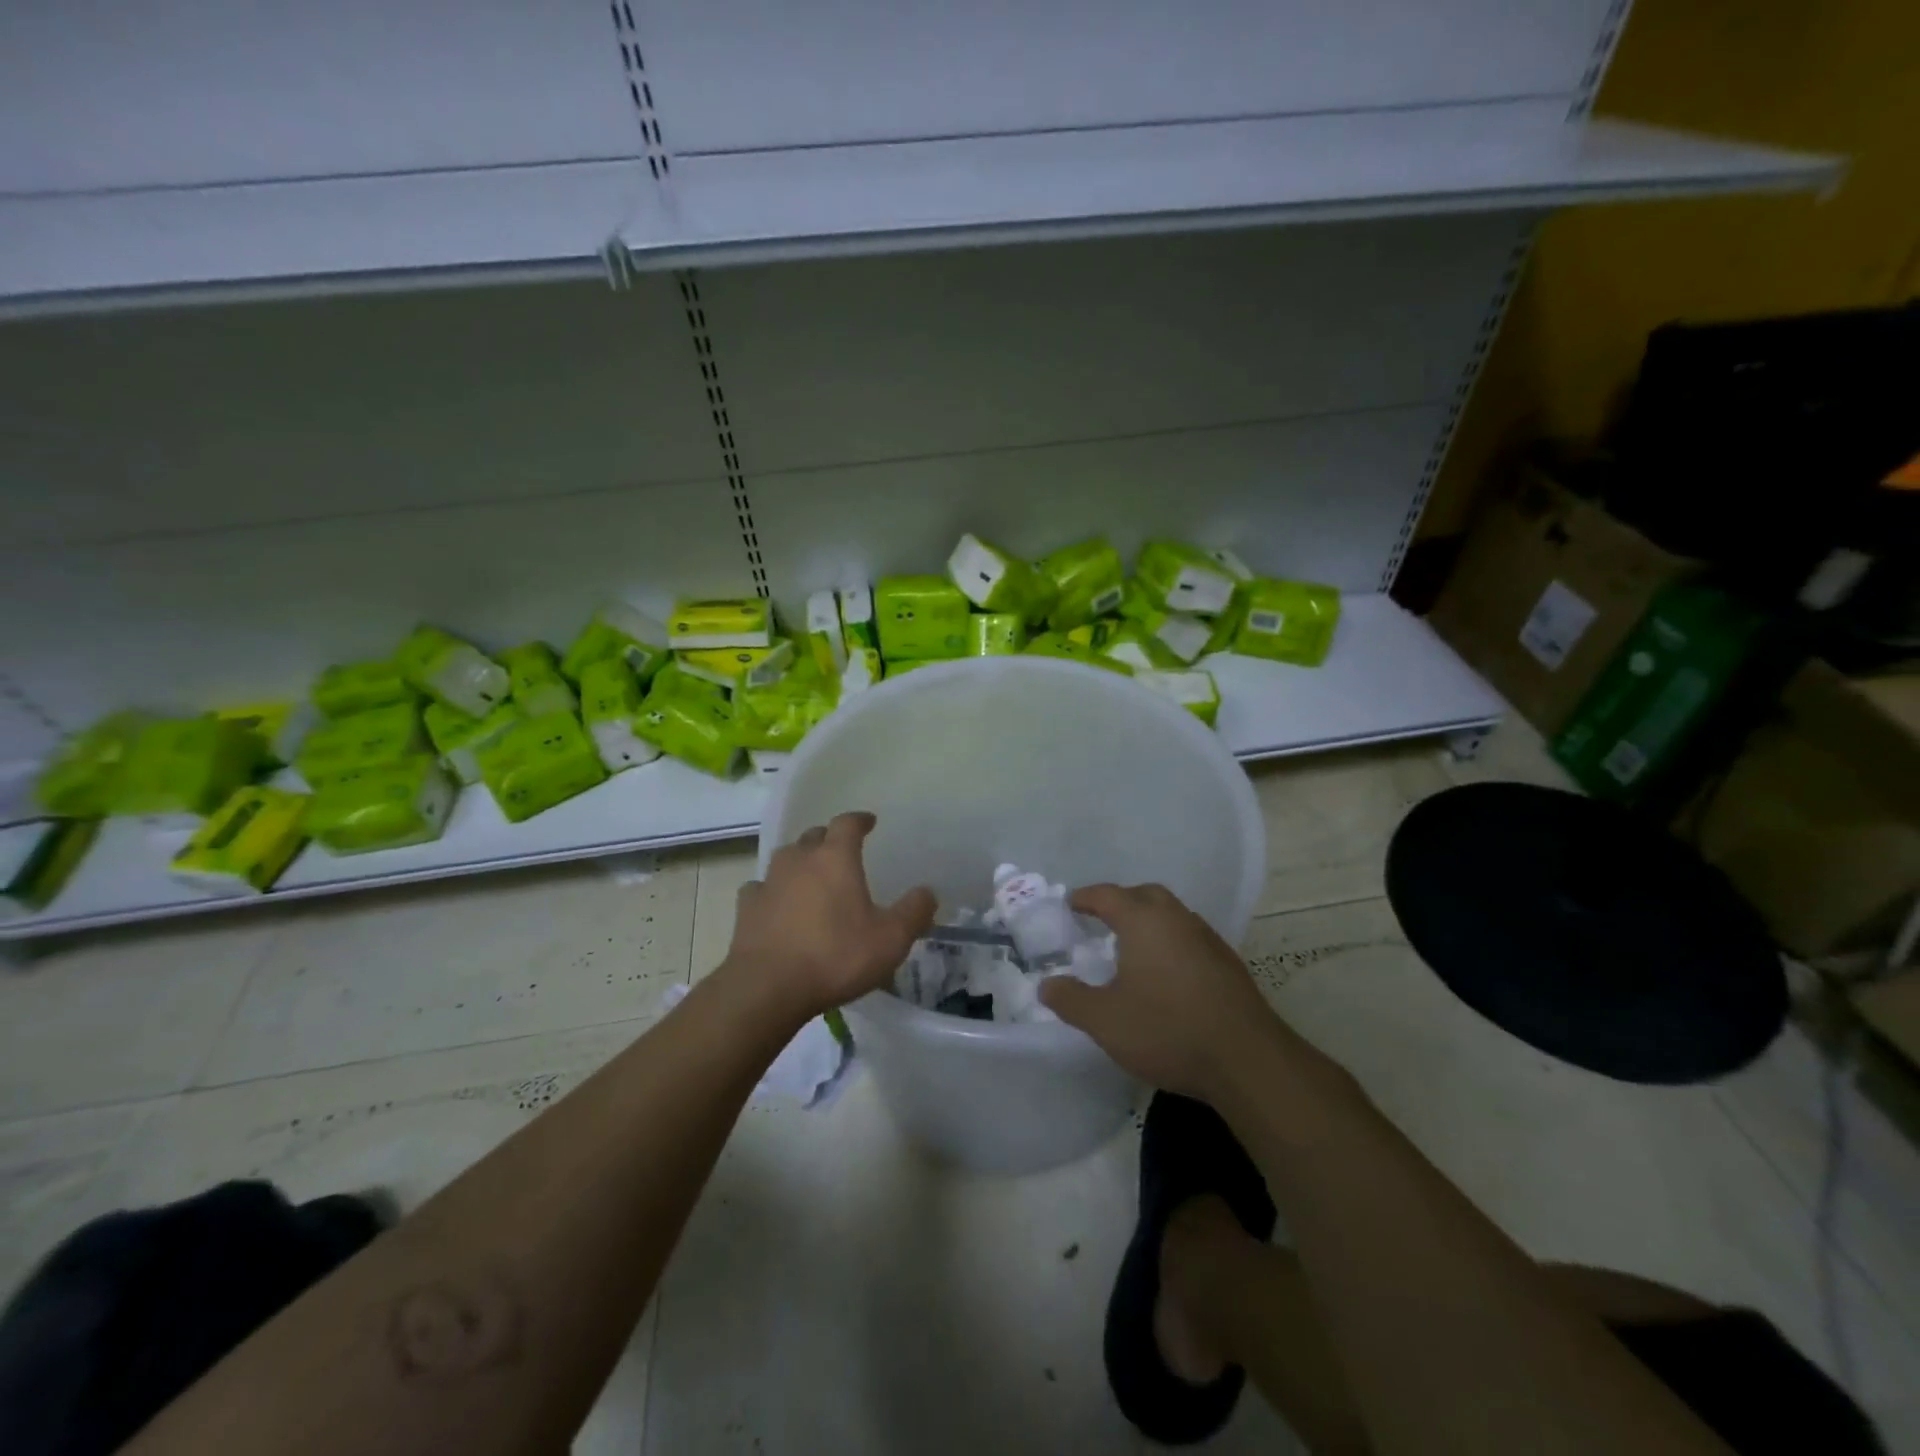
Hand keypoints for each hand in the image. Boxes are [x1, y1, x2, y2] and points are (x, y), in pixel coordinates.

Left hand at [721, 811, 934, 1020]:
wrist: (768, 987)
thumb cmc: (836, 956)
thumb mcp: (890, 939)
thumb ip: (914, 912)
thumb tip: (928, 892)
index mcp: (835, 858)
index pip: (847, 823)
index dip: (859, 820)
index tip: (869, 822)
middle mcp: (799, 860)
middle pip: (814, 836)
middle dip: (829, 839)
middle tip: (842, 852)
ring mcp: (769, 882)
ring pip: (786, 858)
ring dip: (800, 862)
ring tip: (811, 877)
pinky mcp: (746, 908)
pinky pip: (761, 889)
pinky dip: (772, 891)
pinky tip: (776, 905)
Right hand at [1039, 883, 1287, 1101]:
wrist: (1247, 1060)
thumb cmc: (1167, 1030)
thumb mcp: (1105, 1021)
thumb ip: (1070, 1000)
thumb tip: (1046, 985)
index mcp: (1144, 921)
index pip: (1107, 895)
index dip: (1085, 898)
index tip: (1071, 904)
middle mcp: (1177, 919)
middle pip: (1145, 895)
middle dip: (1121, 902)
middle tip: (1101, 920)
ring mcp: (1208, 939)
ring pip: (1172, 915)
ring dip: (1150, 921)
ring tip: (1132, 947)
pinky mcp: (1228, 964)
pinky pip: (1190, 938)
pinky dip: (1171, 943)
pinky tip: (1166, 974)